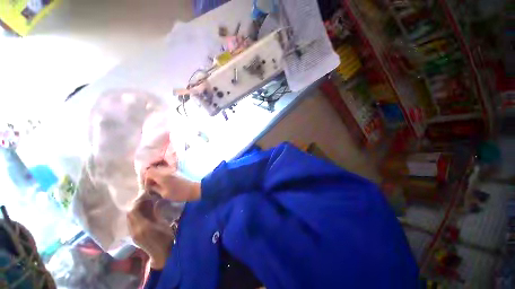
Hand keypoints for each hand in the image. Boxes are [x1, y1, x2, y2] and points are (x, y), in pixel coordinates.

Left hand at [127, 193, 174, 268]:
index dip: (138, 201)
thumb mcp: (163, 224)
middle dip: (135, 204)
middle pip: (129, 214)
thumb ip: (155, 213)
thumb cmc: (166, 238)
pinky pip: (132, 221)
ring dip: (135, 208)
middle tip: (145, 196)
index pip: (133, 211)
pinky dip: (136, 214)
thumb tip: (153, 202)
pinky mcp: (134, 235)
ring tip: (144, 201)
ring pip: (130, 217)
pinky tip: (144, 210)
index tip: (145, 193)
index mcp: (142, 227)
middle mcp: (134, 230)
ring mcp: (133, 233)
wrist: (162, 254)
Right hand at [144, 165, 200, 201]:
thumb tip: (150, 186)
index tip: (148, 187)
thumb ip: (155, 188)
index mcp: (162, 175)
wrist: (194, 189)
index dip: (146, 179)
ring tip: (157, 185)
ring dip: (156, 176)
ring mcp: (172, 169)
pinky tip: (164, 183)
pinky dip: (162, 176)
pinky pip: (166, 171)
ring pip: (159, 170)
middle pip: (153, 169)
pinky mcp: (176, 171)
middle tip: (152, 186)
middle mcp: (166, 170)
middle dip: (150, 177)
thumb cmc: (179, 193)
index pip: (148, 172)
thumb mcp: (164, 193)